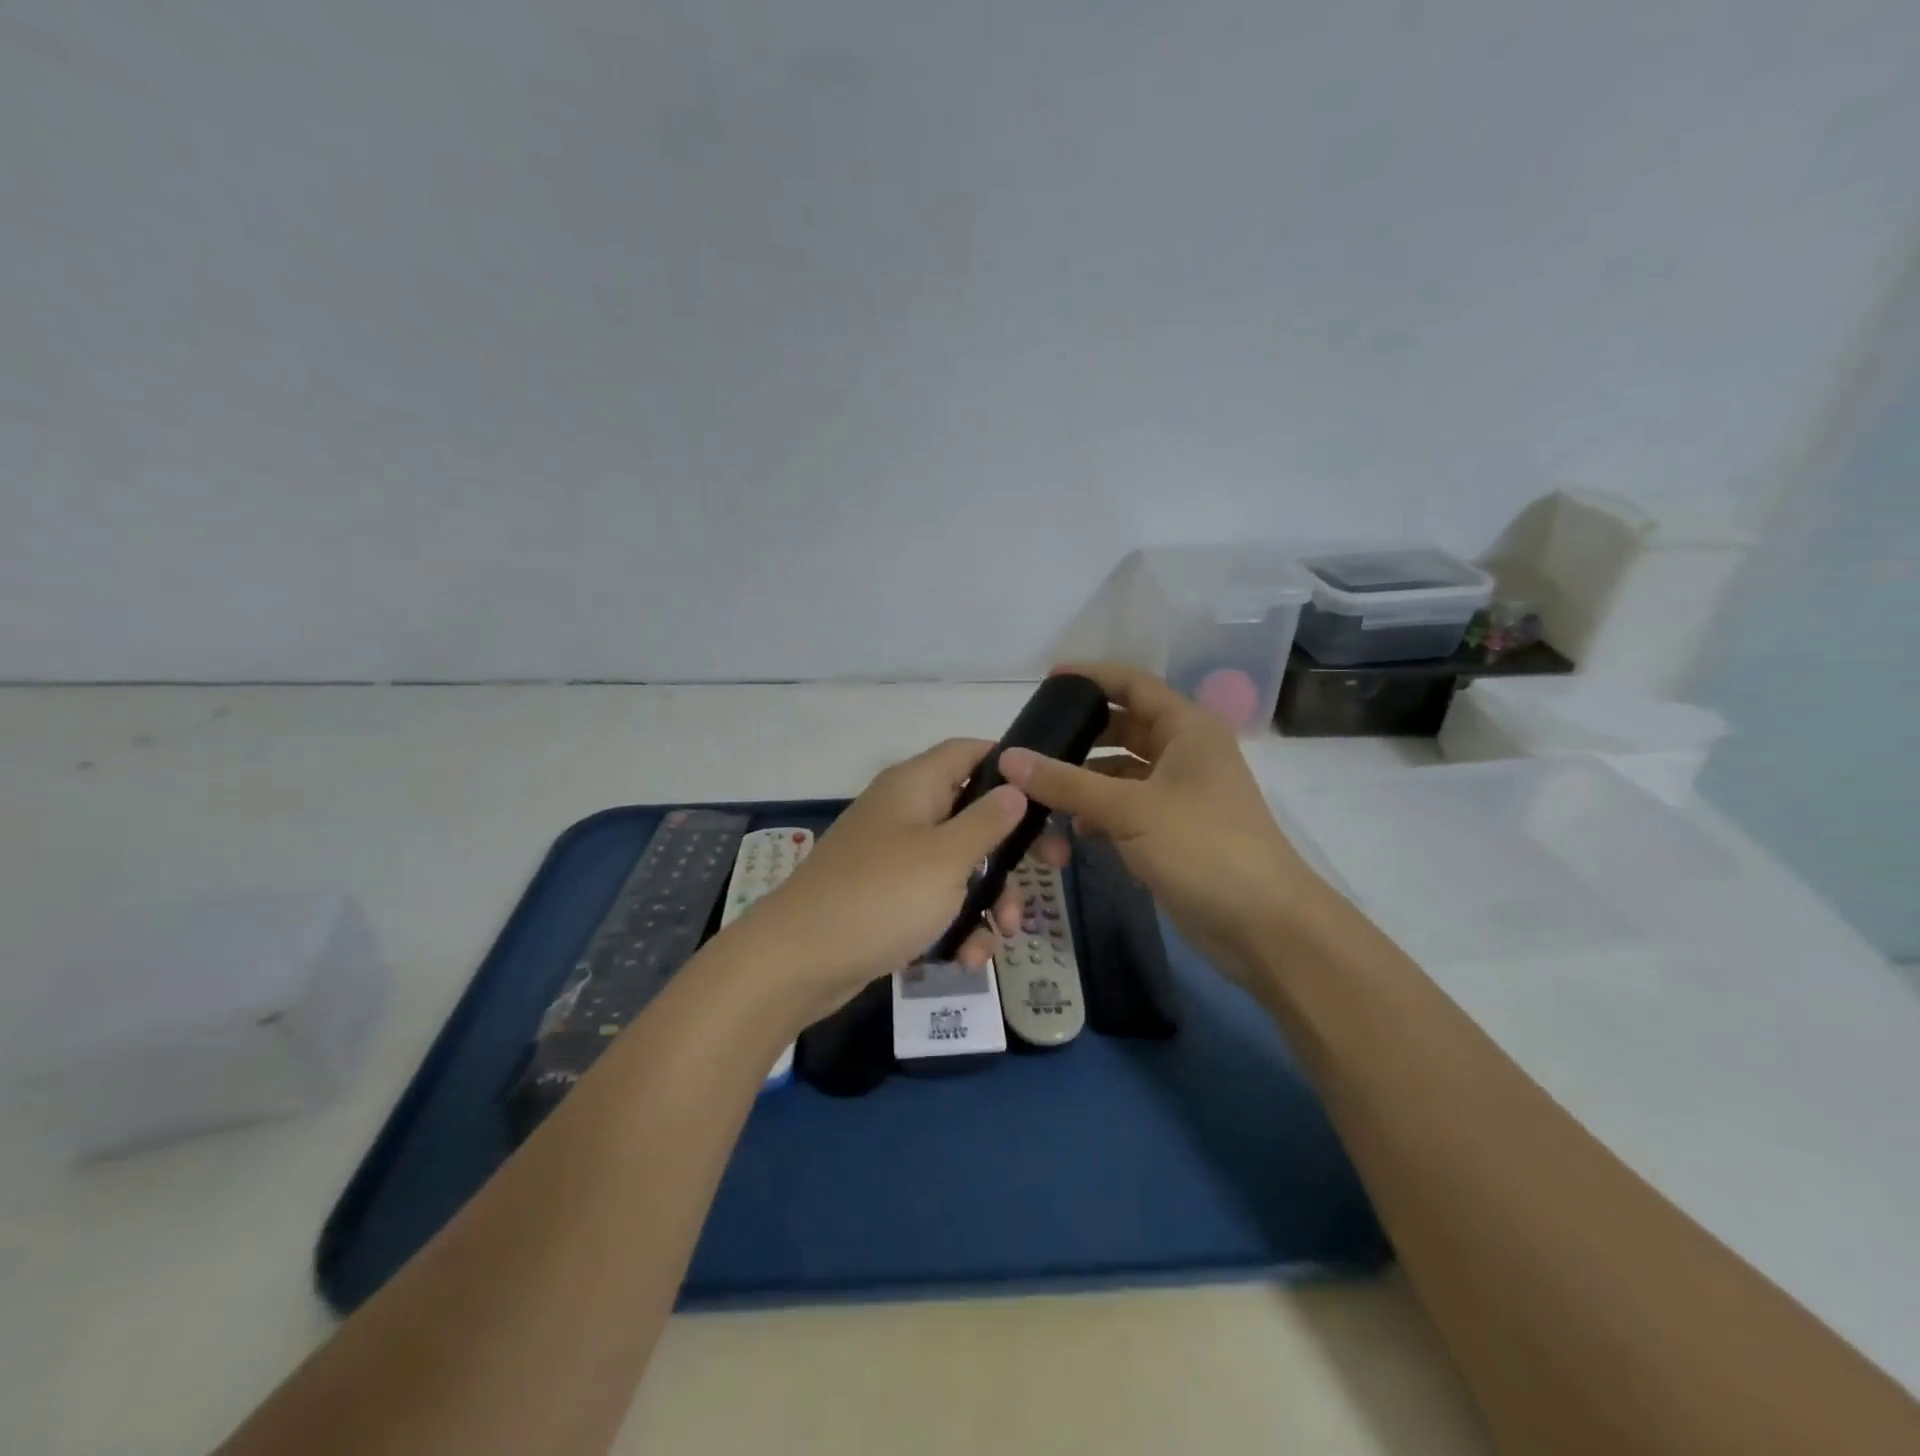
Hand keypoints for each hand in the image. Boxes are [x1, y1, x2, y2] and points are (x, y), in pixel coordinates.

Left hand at [739, 738, 1031, 1019]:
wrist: (798, 961)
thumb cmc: (881, 896)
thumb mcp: (946, 857)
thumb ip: (987, 821)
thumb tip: (1015, 785)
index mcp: (915, 785)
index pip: (968, 751)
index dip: (1008, 764)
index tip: (1047, 793)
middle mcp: (904, 812)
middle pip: (972, 814)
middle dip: (1010, 851)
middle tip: (1051, 871)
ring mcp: (893, 857)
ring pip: (958, 865)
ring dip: (988, 898)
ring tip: (1005, 935)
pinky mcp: (885, 898)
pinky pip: (933, 901)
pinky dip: (955, 924)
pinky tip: (968, 958)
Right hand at [1000, 664, 1321, 980]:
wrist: (1262, 924)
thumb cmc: (1203, 847)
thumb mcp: (1130, 809)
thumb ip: (1067, 783)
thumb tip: (1009, 757)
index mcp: (1187, 729)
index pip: (1133, 685)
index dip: (1092, 676)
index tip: (1047, 681)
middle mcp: (1185, 753)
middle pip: (1125, 727)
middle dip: (1082, 733)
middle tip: (1034, 739)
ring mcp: (1180, 794)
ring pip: (1121, 772)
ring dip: (1085, 779)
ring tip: (1038, 787)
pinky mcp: (1172, 831)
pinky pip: (1126, 808)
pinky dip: (1099, 813)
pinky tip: (1072, 831)